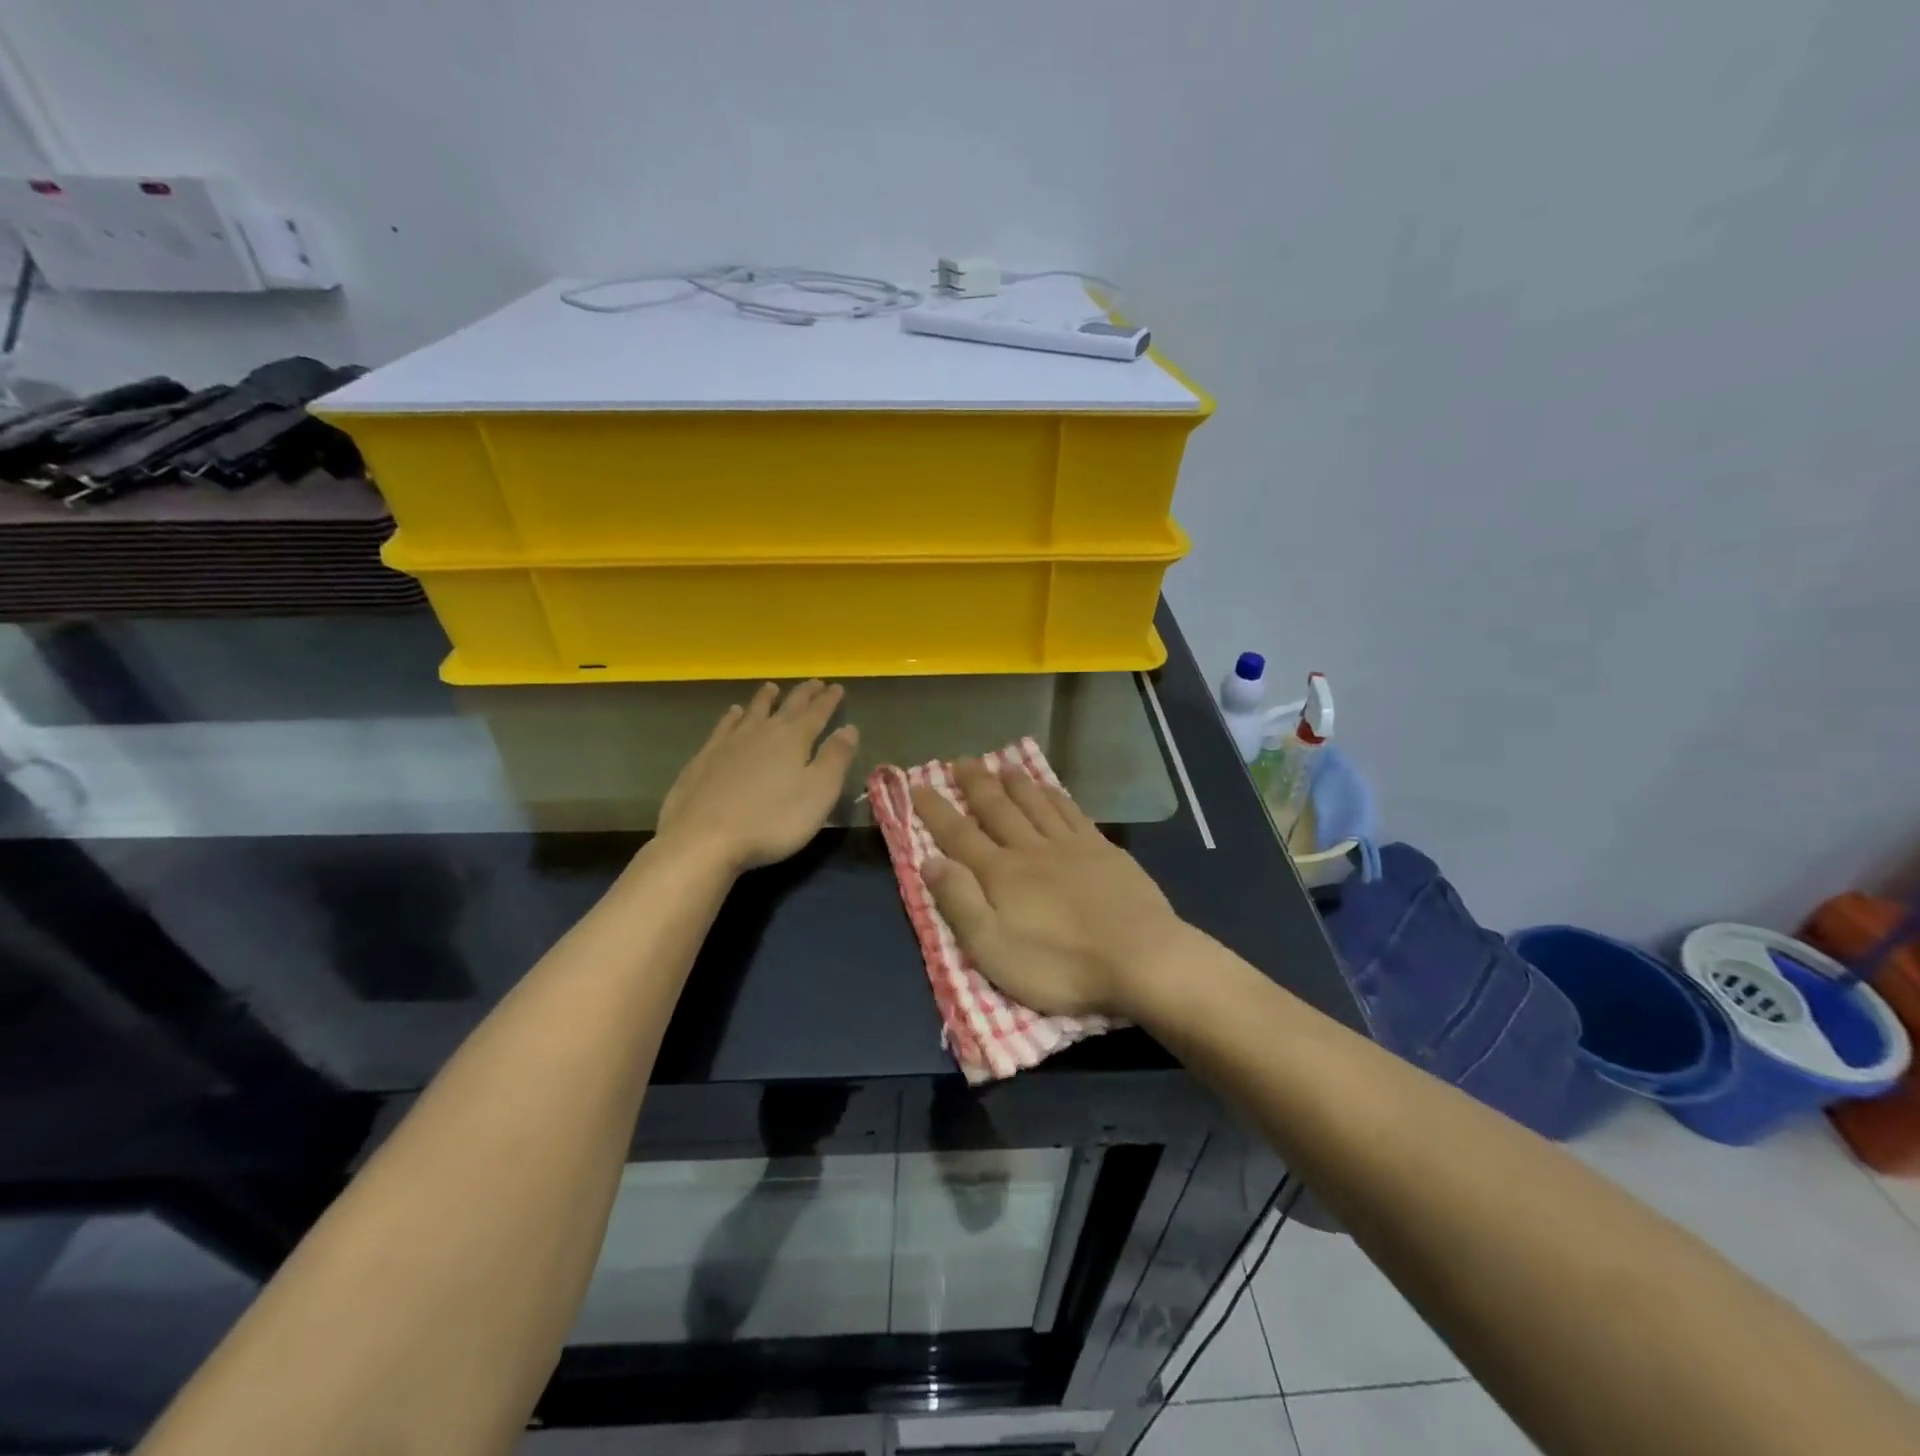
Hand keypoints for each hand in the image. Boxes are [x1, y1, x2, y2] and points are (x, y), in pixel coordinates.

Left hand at [657, 681, 859, 873]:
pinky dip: (731, 717)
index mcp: (794, 740)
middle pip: (786, 708)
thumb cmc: (772, 821)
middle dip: (803, 695)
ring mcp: (729, 744)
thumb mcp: (818, 793)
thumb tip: (849, 728)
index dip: (828, 701)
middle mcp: (762, 733)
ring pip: (752, 712)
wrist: (703, 839)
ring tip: (771, 687)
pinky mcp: (704, 759)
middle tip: (814, 683)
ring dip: (764, 699)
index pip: (817, 714)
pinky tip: (732, 713)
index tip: (837, 687)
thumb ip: (835, 759)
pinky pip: (723, 728)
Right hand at [912, 760, 1190, 1019]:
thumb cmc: (1060, 965)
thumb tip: (929, 860)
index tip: (917, 785)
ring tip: (1000, 764)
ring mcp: (1070, 846)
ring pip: (1035, 803)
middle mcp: (1031, 849)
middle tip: (961, 761)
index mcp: (1001, 874)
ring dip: (1014, 782)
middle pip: (997, 809)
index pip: (958, 835)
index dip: (936, 810)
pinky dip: (1055, 796)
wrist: (1140, 958)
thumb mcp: (993, 949)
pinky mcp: (1103, 850)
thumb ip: (960, 903)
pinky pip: (1071, 812)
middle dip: (975, 785)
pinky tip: (1049, 787)